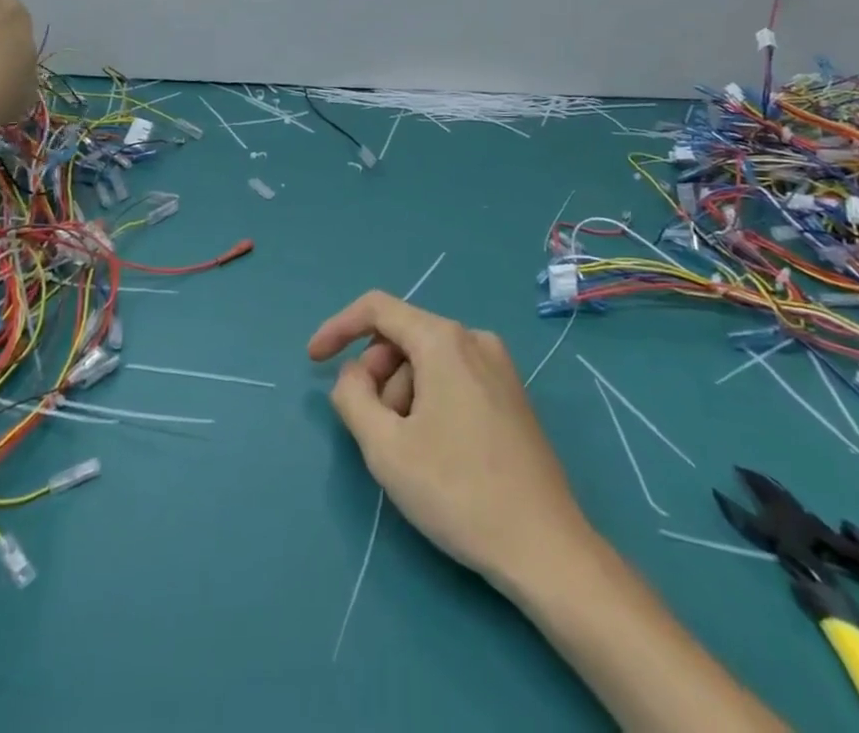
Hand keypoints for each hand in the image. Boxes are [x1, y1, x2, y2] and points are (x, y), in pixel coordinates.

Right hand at [308, 291, 591, 592]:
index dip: (338, 328)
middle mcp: (474, 338)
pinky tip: (436, 451)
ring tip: (410, 453)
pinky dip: (429, 402)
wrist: (545, 548)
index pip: (377, 309)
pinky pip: (453, 379)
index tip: (313, 361)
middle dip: (376, 378)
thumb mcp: (386, 448)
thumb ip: (352, 397)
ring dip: (403, 396)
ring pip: (427, 363)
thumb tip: (352, 375)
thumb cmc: (458, 492)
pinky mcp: (512, 395)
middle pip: (403, 339)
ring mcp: (499, 366)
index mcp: (444, 339)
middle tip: (373, 433)